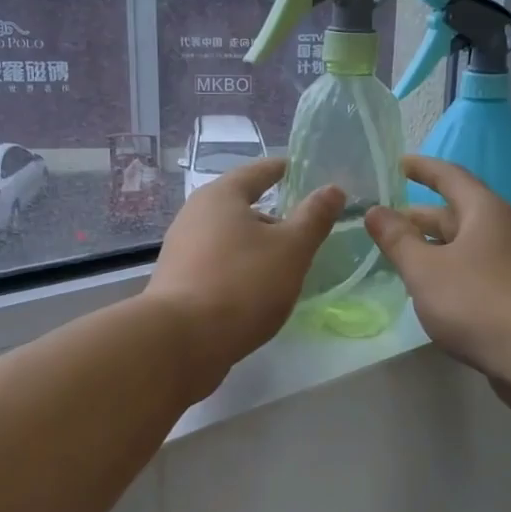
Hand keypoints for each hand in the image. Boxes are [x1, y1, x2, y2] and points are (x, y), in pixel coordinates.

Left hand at [146, 158, 342, 399]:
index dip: (281, 170)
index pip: (257, 172)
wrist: (181, 341)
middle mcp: (194, 215)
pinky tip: (257, 292)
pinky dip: (240, 270)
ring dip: (256, 247)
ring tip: (285, 265)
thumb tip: (333, 189)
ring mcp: (181, 251)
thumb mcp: (291, 249)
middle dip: (272, 216)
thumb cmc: (242, 284)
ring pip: (229, 239)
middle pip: (240, 207)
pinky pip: (218, 266)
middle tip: (303, 230)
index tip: (300, 169)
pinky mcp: (178, 283)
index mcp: (220, 196)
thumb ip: (314, 218)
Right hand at [364, 156, 510, 394]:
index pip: (450, 177)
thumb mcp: (425, 269)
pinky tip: (428, 288)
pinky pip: (472, 268)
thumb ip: (397, 240)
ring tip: (398, 255)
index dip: (423, 169)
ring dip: (431, 246)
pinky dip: (447, 269)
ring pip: (463, 244)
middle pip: (455, 212)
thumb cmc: (477, 301)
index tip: (399, 164)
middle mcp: (501, 229)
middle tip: (383, 222)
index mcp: (484, 211)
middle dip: (418, 216)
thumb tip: (375, 211)